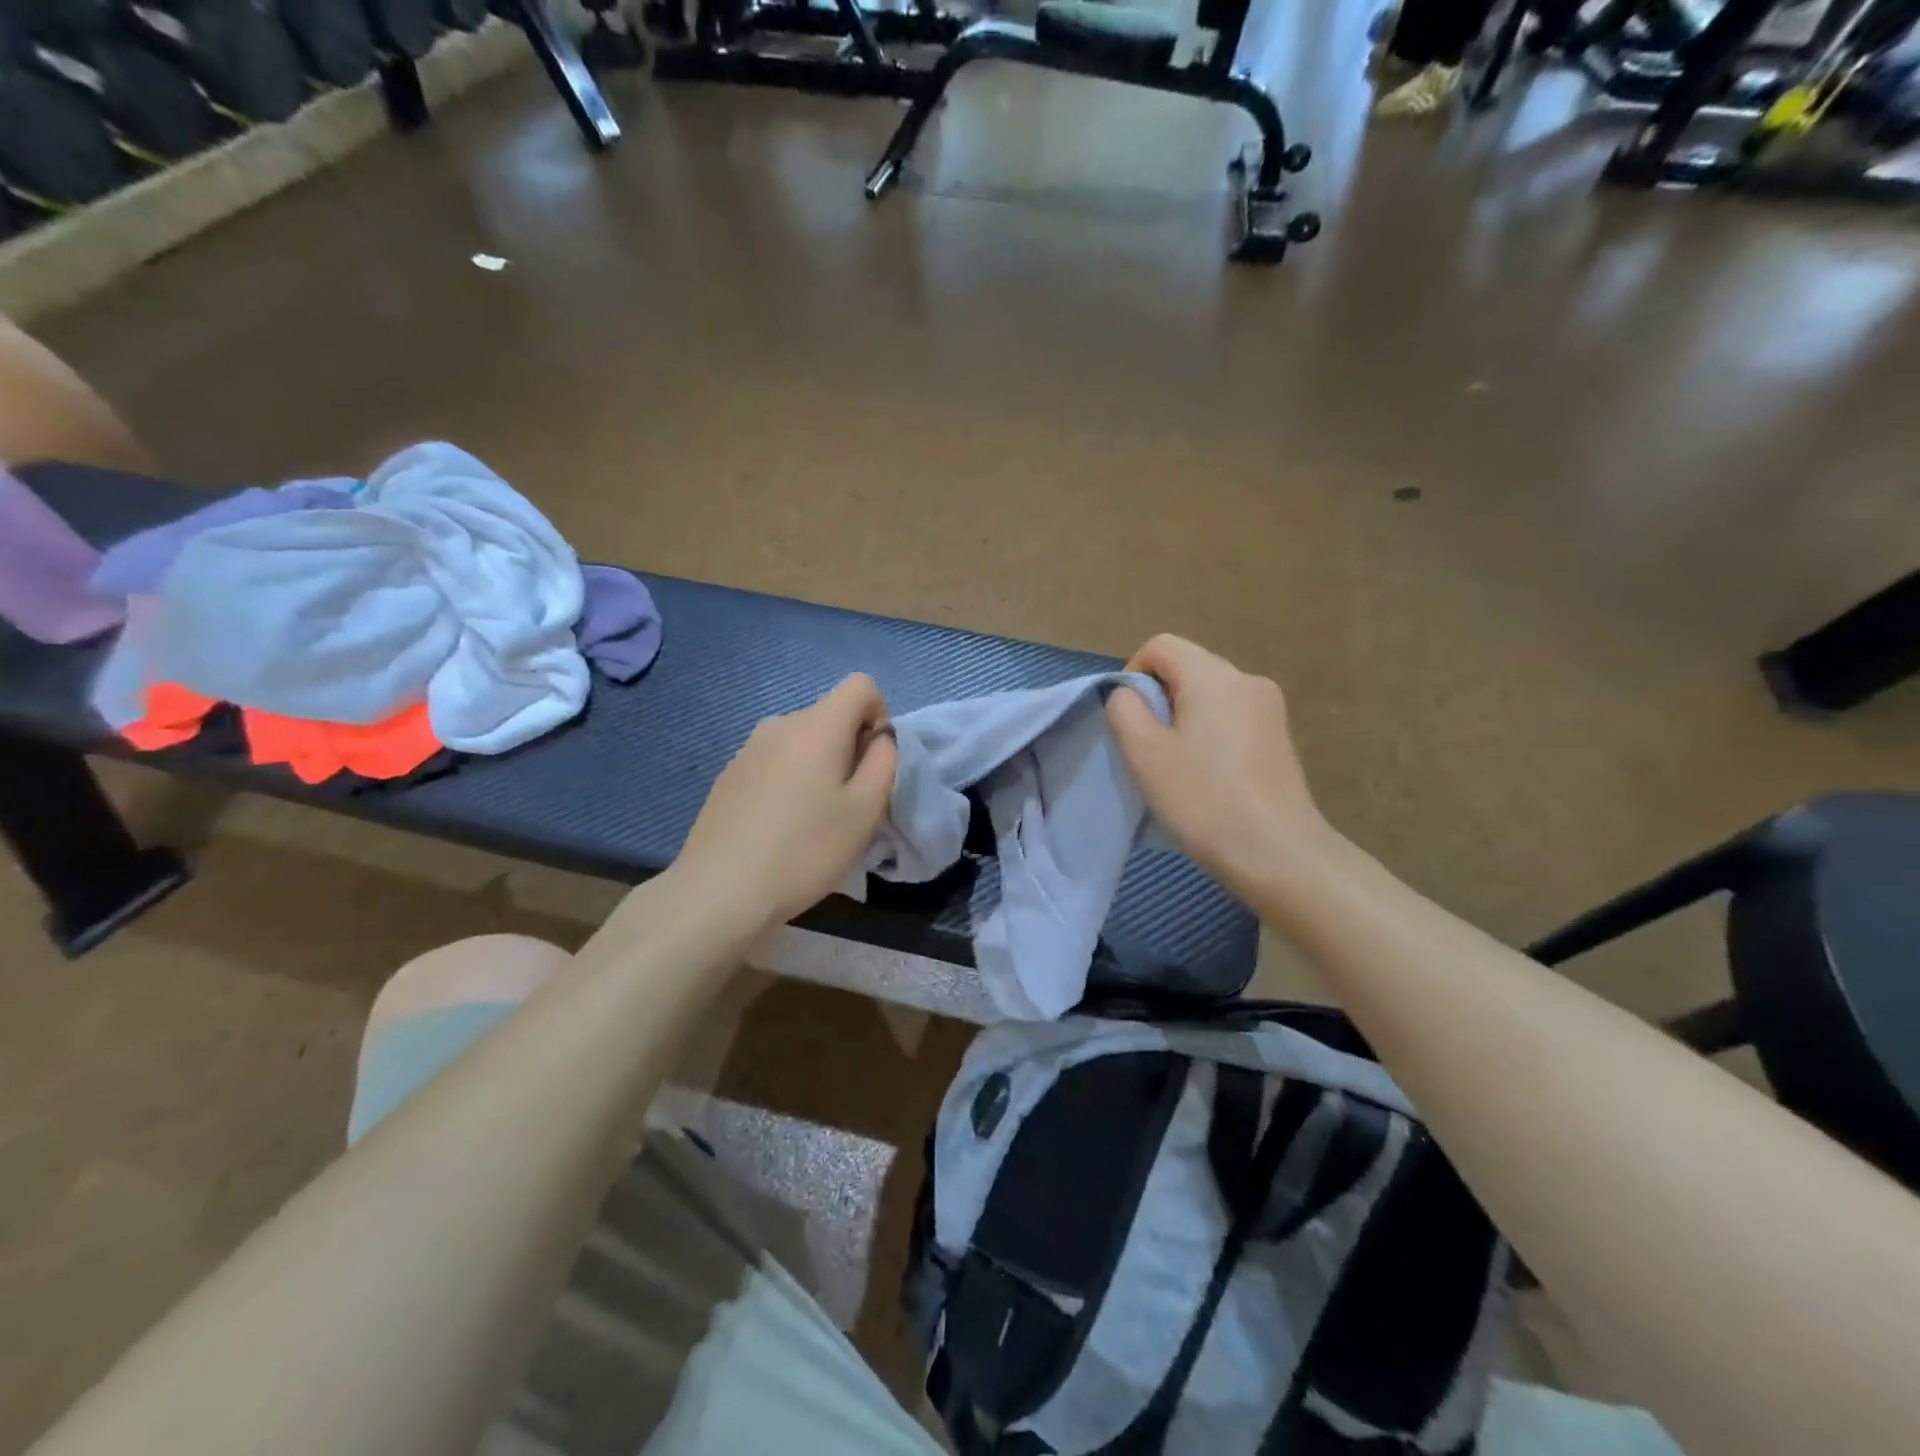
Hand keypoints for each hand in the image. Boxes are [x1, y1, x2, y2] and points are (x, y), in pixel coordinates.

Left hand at [673, 674, 897, 933]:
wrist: (719, 891)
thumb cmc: (804, 850)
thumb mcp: (865, 811)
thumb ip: (884, 762)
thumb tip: (880, 738)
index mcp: (817, 725)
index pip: (860, 685)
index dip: (880, 715)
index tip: (874, 762)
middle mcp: (780, 723)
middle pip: (830, 715)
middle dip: (851, 747)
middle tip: (850, 803)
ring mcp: (748, 748)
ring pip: (802, 741)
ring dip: (820, 766)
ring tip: (815, 819)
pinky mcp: (729, 775)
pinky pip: (775, 761)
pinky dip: (790, 781)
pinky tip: (780, 827)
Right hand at [1107, 635, 1327, 902]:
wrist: (1278, 853)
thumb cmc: (1203, 799)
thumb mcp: (1145, 753)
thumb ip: (1125, 709)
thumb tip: (1130, 694)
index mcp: (1214, 676)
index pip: (1160, 646)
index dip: (1133, 673)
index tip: (1130, 721)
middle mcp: (1247, 679)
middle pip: (1187, 667)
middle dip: (1159, 698)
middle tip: (1150, 749)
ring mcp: (1270, 707)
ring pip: (1209, 694)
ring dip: (1183, 718)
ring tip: (1179, 766)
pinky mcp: (1279, 736)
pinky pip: (1231, 716)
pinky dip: (1210, 733)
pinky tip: (1209, 775)